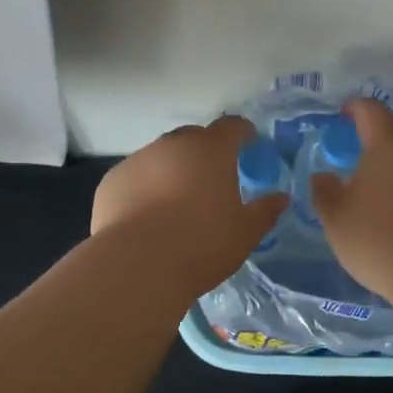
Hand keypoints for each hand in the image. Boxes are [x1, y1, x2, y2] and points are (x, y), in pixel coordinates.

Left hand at [91, 115, 289, 295]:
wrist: (137, 266)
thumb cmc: (202, 244)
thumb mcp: (244, 233)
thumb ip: (264, 211)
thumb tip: (281, 198)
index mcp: (210, 150)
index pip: (232, 126)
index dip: (242, 133)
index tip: (248, 143)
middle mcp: (173, 145)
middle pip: (193, 137)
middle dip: (205, 151)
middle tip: (213, 178)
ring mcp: (138, 160)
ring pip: (161, 157)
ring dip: (172, 170)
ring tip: (176, 202)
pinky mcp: (112, 181)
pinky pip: (136, 177)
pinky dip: (144, 188)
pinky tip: (147, 216)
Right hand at [311, 98, 392, 302]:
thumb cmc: (383, 241)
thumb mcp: (337, 221)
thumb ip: (325, 193)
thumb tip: (323, 176)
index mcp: (388, 144)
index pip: (370, 110)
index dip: (354, 109)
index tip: (343, 116)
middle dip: (375, 151)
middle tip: (358, 177)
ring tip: (383, 206)